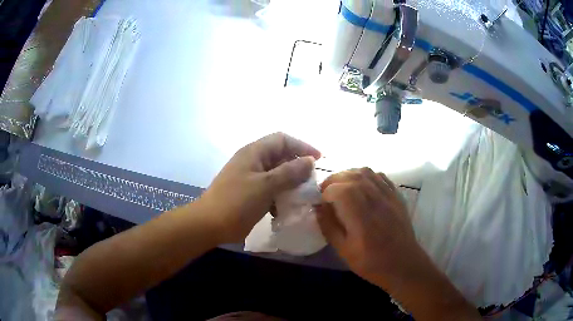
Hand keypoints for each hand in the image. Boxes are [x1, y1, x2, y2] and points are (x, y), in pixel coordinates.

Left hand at [200, 132, 320, 243]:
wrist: (210, 224)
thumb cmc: (237, 202)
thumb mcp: (265, 185)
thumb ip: (289, 172)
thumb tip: (310, 160)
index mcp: (254, 152)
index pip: (282, 139)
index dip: (301, 146)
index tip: (318, 160)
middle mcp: (253, 162)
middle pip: (281, 156)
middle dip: (298, 166)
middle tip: (312, 181)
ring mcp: (252, 178)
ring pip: (278, 174)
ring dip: (291, 183)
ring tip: (303, 195)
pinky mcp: (251, 194)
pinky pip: (271, 189)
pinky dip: (281, 195)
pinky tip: (286, 207)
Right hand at [315, 168, 419, 286]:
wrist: (403, 263)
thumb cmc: (371, 262)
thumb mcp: (343, 250)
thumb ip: (329, 226)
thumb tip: (318, 207)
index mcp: (361, 216)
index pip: (339, 189)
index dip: (325, 193)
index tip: (321, 204)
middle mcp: (375, 200)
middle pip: (351, 175)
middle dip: (333, 181)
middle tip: (327, 193)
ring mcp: (388, 195)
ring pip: (365, 171)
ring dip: (348, 175)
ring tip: (342, 187)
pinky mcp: (396, 195)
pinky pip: (379, 176)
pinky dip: (365, 176)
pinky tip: (361, 186)